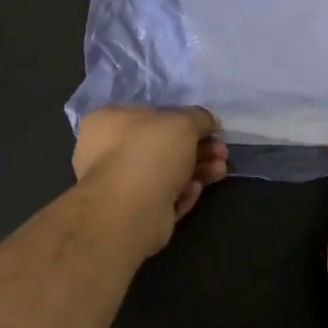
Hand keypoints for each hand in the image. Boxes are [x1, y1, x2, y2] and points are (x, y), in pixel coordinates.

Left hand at [73, 106, 228, 257]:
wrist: (131, 210)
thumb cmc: (150, 152)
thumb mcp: (183, 122)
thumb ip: (198, 118)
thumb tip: (207, 122)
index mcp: (107, 121)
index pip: (149, 115)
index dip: (182, 120)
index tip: (209, 129)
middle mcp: (106, 151)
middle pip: (162, 146)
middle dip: (197, 148)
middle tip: (221, 152)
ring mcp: (118, 185)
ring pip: (165, 173)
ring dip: (197, 170)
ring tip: (220, 171)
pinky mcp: (132, 212)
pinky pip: (163, 197)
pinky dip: (182, 193)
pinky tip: (195, 190)